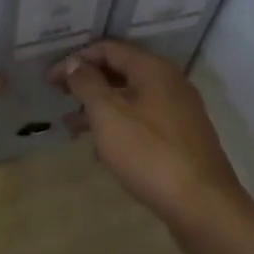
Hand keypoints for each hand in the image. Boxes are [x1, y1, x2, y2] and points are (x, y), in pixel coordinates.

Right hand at [50, 39, 246, 225]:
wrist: (203, 205)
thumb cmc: (149, 153)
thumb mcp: (108, 114)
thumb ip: (87, 84)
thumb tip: (75, 63)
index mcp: (153, 69)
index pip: (109, 48)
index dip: (77, 59)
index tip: (51, 79)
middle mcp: (170, 83)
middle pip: (121, 72)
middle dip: (88, 84)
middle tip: (59, 97)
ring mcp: (179, 112)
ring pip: (131, 99)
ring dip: (100, 108)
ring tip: (71, 127)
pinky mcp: (182, 139)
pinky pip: (143, 122)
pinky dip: (119, 127)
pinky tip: (101, 150)